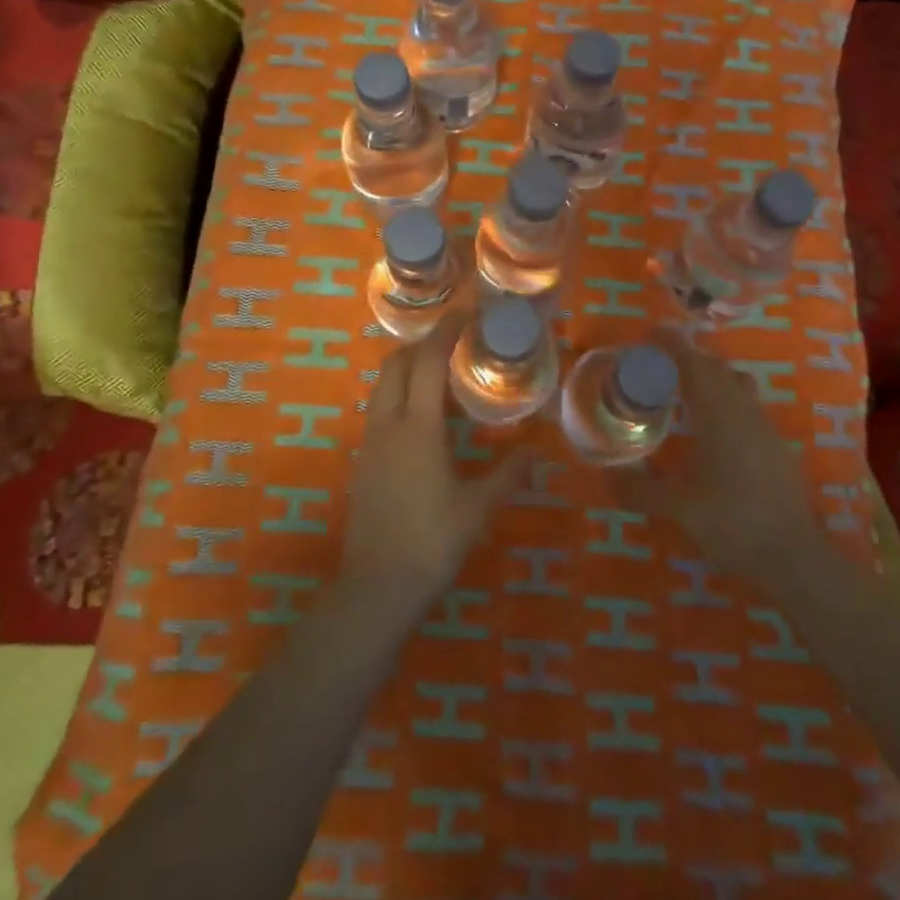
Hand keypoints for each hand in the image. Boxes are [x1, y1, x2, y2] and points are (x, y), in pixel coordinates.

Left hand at [340, 316, 527, 608]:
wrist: (376, 586)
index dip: (446, 331)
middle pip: (395, 363)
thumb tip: (537, 454)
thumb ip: (508, 476)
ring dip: (407, 368)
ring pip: (382, 385)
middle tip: (454, 342)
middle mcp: (388, 424)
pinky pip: (378, 409)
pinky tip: (422, 416)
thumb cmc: (432, 542)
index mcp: (418, 427)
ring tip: (440, 374)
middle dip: (421, 344)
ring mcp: (369, 441)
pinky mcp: (362, 460)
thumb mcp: (478, 509)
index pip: (428, 361)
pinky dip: (398, 394)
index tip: (465, 313)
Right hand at [610, 328, 823, 597]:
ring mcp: (766, 428)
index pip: (693, 365)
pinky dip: (727, 401)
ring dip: (712, 377)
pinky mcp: (777, 447)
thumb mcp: (678, 508)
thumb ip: (640, 488)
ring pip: (738, 385)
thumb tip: (606, 474)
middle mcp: (744, 412)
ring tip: (686, 390)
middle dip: (689, 358)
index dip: (672, 345)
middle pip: (717, 369)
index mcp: (719, 415)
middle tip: (660, 364)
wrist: (794, 557)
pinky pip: (748, 407)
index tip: (652, 332)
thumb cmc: (733, 523)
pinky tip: (714, 430)